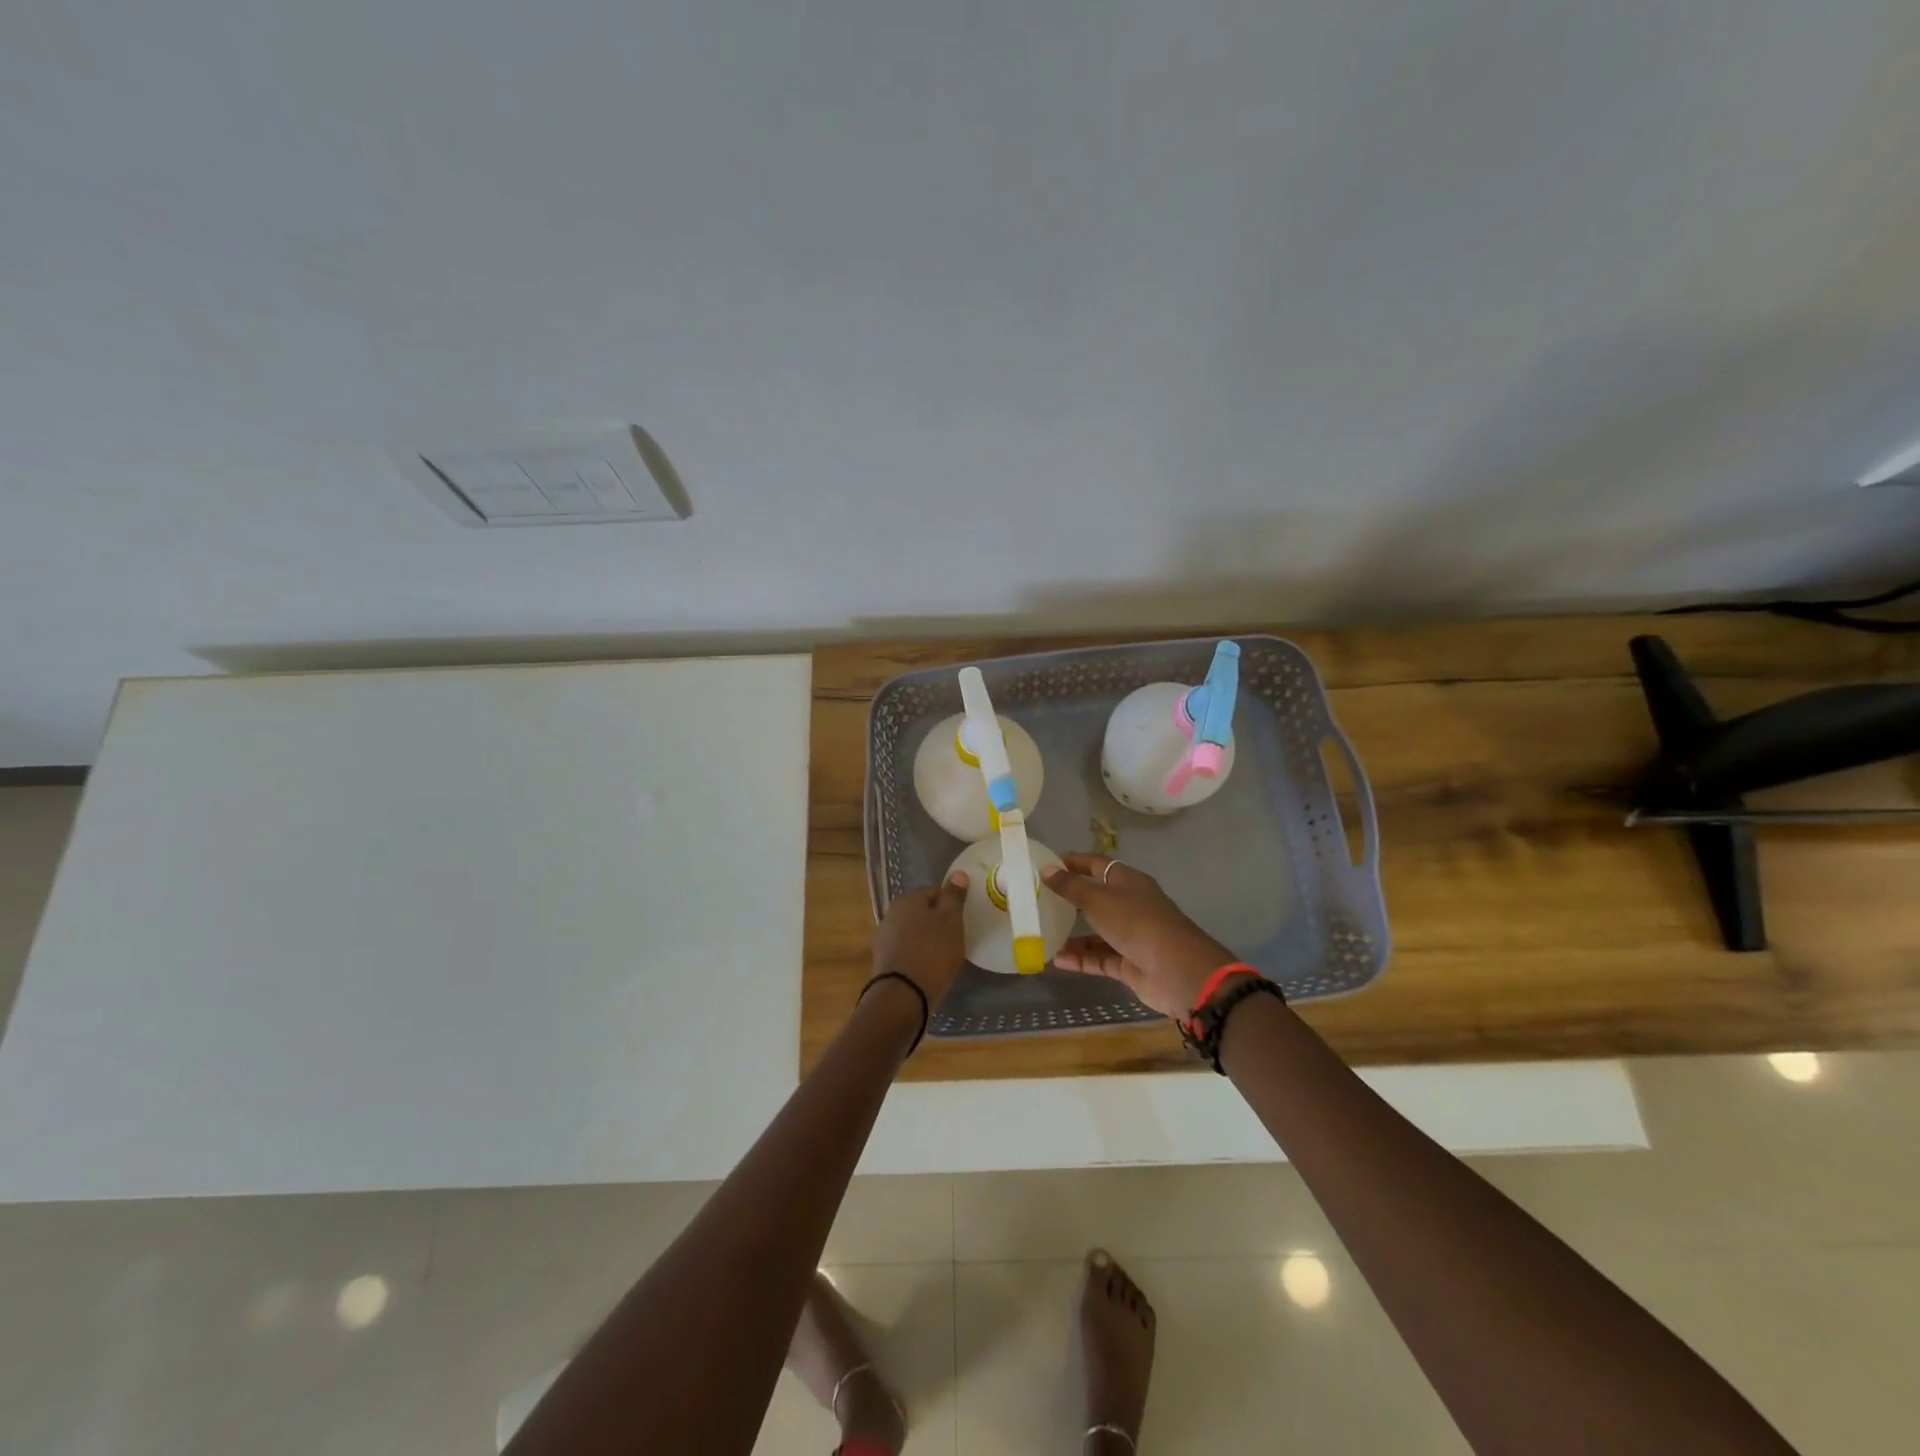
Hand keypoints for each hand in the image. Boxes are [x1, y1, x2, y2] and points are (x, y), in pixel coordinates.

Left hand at [871, 872, 970, 1009]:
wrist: (903, 995)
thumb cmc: (932, 951)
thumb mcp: (951, 920)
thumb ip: (954, 896)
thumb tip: (958, 873)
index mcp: (907, 899)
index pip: (934, 891)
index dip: (950, 903)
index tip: (962, 919)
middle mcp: (891, 913)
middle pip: (921, 912)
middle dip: (936, 921)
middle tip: (955, 937)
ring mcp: (884, 938)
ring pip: (912, 931)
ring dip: (926, 939)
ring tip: (944, 955)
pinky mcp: (883, 961)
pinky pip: (906, 950)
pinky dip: (917, 955)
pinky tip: (928, 968)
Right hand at [1041, 855, 1234, 1019]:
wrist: (1177, 970)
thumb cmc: (1137, 923)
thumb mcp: (1098, 899)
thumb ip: (1070, 887)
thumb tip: (1045, 869)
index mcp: (1128, 882)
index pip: (1098, 865)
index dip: (1076, 863)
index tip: (1049, 864)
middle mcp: (1130, 905)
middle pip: (1097, 898)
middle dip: (1071, 900)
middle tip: (1040, 901)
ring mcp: (1131, 936)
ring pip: (1097, 932)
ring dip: (1073, 935)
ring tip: (1043, 935)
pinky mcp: (1130, 963)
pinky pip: (1100, 958)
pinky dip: (1081, 959)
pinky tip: (1056, 961)